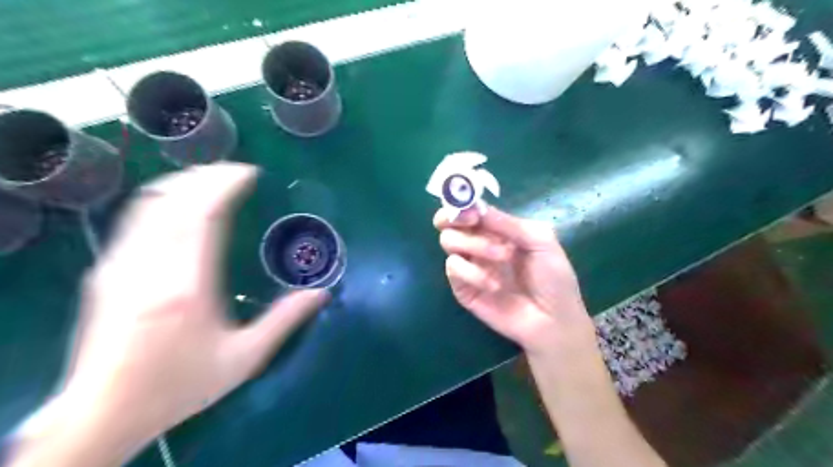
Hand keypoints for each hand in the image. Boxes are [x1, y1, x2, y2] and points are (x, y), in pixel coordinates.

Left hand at [11, 162, 327, 464]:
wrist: (101, 413)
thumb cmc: (179, 385)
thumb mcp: (244, 358)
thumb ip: (285, 321)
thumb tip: (322, 293)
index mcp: (187, 285)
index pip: (202, 215)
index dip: (225, 185)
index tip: (249, 173)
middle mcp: (149, 266)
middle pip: (174, 200)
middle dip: (206, 177)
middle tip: (236, 172)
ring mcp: (121, 265)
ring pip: (149, 205)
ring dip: (183, 184)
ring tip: (211, 180)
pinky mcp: (106, 271)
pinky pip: (135, 220)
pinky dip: (162, 201)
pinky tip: (179, 205)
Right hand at [436, 206, 592, 355]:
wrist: (553, 320)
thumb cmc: (553, 278)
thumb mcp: (541, 241)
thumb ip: (509, 223)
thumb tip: (477, 207)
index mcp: (496, 230)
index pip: (468, 210)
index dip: (462, 203)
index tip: (472, 208)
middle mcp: (478, 244)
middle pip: (449, 223)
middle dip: (455, 219)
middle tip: (473, 223)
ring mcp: (470, 266)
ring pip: (449, 243)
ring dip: (475, 245)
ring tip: (503, 257)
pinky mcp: (462, 288)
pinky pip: (453, 269)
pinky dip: (473, 273)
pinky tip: (494, 285)